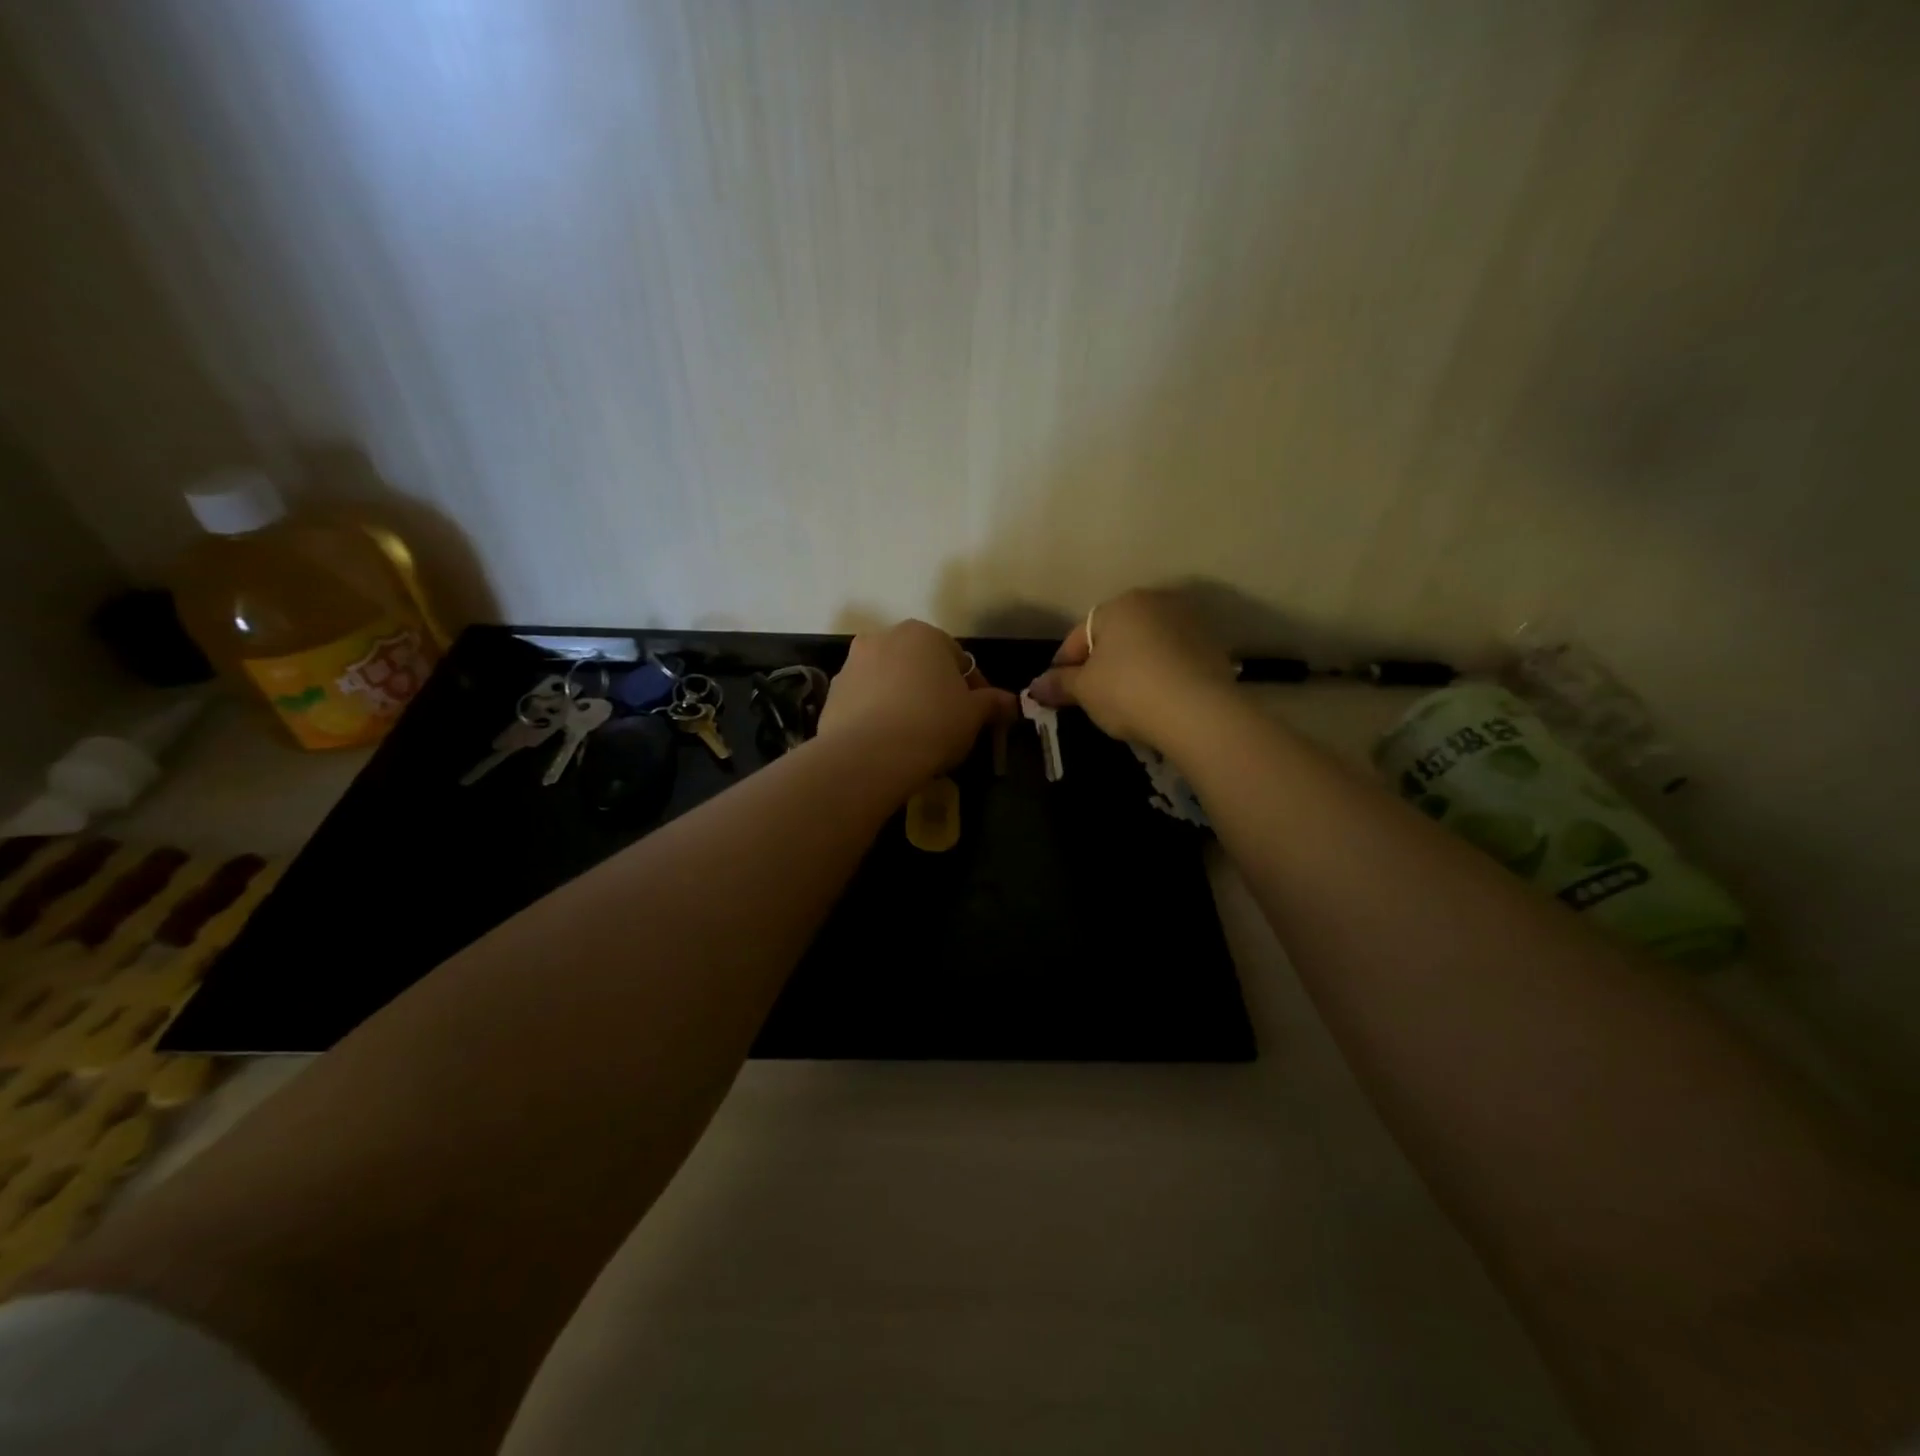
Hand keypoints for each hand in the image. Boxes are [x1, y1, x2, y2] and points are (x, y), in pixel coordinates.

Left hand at [819, 620, 1017, 782]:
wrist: (868, 756)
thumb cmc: (932, 725)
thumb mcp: (973, 715)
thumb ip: (992, 703)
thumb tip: (1011, 702)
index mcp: (922, 634)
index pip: (958, 658)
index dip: (973, 688)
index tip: (978, 715)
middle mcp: (883, 638)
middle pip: (919, 664)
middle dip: (934, 689)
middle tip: (947, 724)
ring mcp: (852, 664)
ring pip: (888, 681)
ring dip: (903, 699)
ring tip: (915, 736)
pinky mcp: (832, 694)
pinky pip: (864, 702)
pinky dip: (876, 715)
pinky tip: (887, 743)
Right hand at [1025, 589, 1236, 753]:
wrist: (1199, 711)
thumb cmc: (1128, 691)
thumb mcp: (1085, 690)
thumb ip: (1059, 684)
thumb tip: (1035, 687)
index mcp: (1118, 605)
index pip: (1078, 636)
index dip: (1063, 665)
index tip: (1056, 692)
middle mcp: (1154, 602)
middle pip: (1115, 636)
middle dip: (1100, 663)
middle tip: (1091, 696)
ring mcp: (1188, 621)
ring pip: (1147, 645)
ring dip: (1133, 666)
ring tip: (1126, 700)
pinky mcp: (1213, 645)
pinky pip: (1174, 658)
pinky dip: (1161, 674)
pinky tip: (1157, 700)